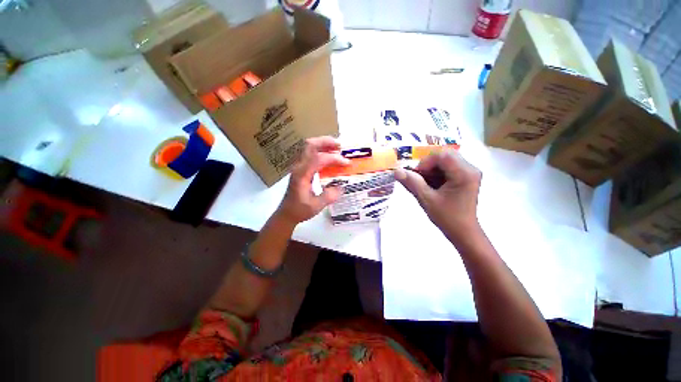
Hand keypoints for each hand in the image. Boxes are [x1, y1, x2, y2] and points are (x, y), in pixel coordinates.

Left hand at [274, 136, 349, 226]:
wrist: (286, 213)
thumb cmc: (299, 210)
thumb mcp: (316, 206)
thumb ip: (329, 196)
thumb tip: (342, 186)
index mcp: (302, 175)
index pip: (318, 159)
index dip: (334, 159)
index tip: (346, 163)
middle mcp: (298, 167)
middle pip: (310, 145)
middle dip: (326, 142)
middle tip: (340, 146)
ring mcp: (298, 166)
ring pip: (309, 147)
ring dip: (323, 145)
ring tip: (337, 149)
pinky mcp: (300, 169)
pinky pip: (310, 154)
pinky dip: (320, 152)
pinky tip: (329, 158)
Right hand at [394, 149, 481, 241]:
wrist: (463, 232)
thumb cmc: (447, 217)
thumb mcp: (426, 199)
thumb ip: (412, 183)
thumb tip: (397, 171)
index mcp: (464, 173)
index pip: (443, 155)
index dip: (426, 162)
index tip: (416, 175)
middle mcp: (470, 169)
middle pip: (445, 155)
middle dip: (428, 165)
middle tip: (419, 178)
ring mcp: (470, 172)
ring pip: (446, 160)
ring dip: (432, 169)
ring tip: (425, 183)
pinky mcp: (466, 177)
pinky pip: (449, 167)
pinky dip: (437, 173)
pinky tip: (432, 185)